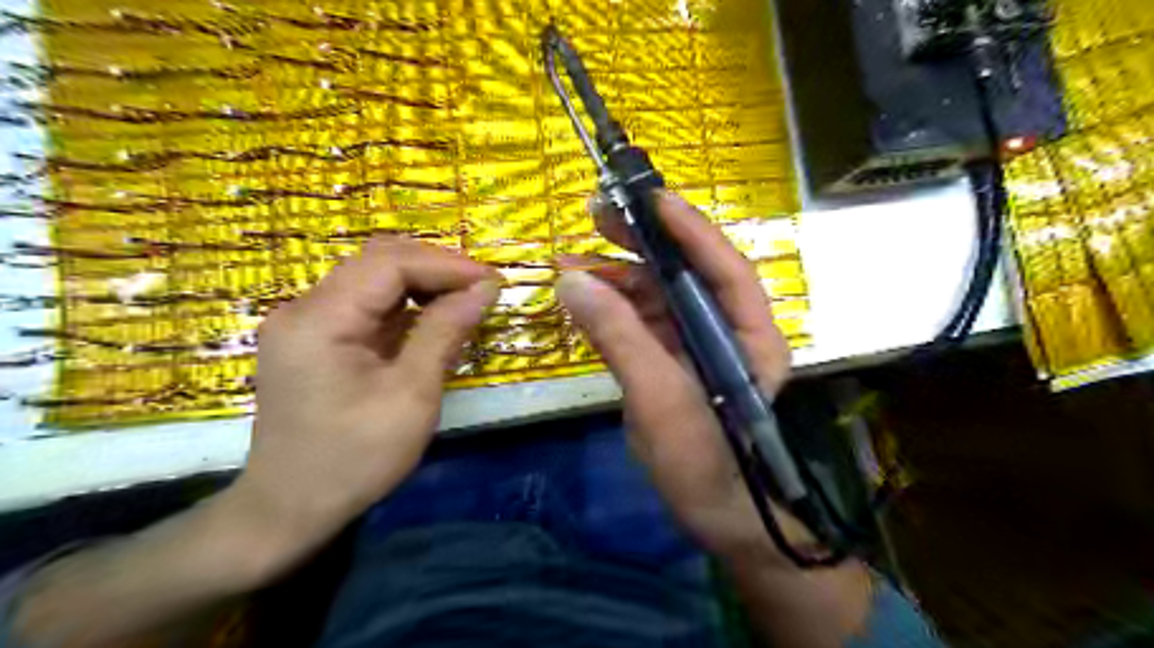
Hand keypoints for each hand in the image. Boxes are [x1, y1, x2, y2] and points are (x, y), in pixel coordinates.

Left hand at [228, 237, 497, 571]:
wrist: (290, 510)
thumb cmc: (355, 458)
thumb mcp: (411, 396)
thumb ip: (445, 333)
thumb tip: (484, 289)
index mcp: (320, 319)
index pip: (390, 264)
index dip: (446, 265)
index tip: (491, 281)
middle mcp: (305, 308)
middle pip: (378, 262)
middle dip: (436, 268)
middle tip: (482, 287)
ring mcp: (306, 323)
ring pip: (372, 279)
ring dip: (422, 282)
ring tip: (465, 299)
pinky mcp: (315, 340)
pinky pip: (365, 305)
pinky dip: (405, 304)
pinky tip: (433, 318)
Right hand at [551, 190, 788, 562]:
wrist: (708, 511)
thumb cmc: (701, 461)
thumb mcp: (661, 400)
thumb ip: (620, 337)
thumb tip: (573, 280)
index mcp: (750, 335)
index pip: (725, 268)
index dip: (690, 229)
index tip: (651, 197)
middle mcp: (726, 329)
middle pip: (687, 273)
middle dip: (645, 243)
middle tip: (600, 214)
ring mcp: (695, 343)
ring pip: (658, 294)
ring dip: (617, 275)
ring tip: (571, 260)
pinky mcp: (670, 358)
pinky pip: (640, 320)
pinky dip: (610, 306)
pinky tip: (581, 295)